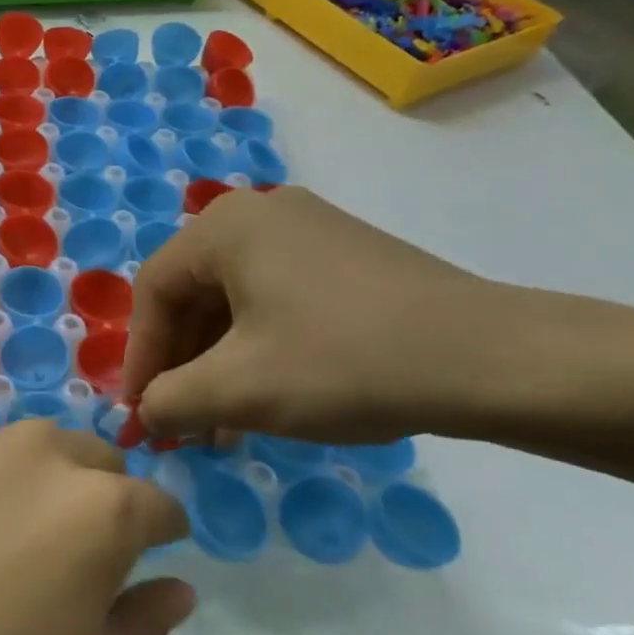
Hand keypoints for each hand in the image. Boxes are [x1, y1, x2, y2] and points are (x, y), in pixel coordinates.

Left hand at [0, 420, 193, 634]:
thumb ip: (143, 624)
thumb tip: (176, 586)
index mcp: (97, 508)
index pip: (155, 502)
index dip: (159, 532)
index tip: (150, 556)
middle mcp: (33, 453)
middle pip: (88, 458)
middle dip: (94, 496)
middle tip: (65, 558)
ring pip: (17, 452)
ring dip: (23, 486)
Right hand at [123, 186, 502, 441]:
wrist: (493, 360)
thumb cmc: (344, 362)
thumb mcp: (240, 390)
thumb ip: (170, 400)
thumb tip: (146, 411)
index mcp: (224, 226)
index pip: (154, 291)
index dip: (140, 357)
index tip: (142, 414)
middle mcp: (259, 212)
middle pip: (194, 292)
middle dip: (182, 363)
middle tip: (183, 421)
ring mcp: (308, 229)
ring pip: (236, 299)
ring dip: (219, 360)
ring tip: (224, 421)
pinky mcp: (344, 255)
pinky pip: (276, 297)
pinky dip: (259, 345)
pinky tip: (270, 392)